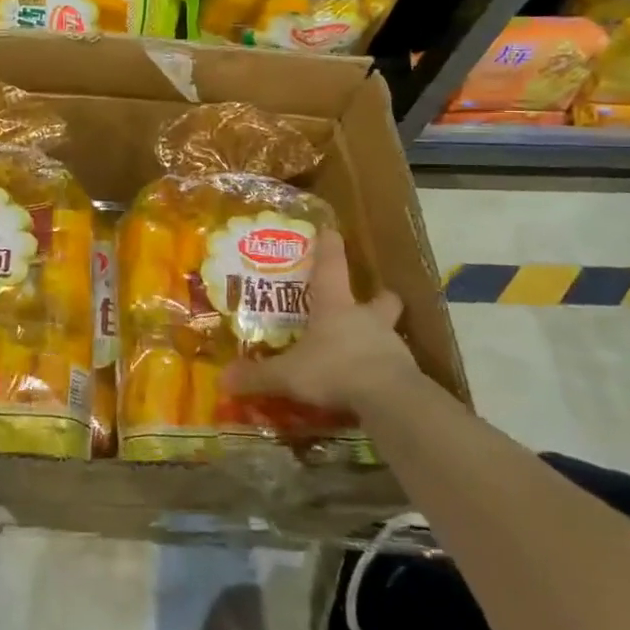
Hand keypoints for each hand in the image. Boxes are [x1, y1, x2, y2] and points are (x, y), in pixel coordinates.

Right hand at [220, 231, 419, 414]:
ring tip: (363, 351)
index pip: (332, 267)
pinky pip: (394, 365)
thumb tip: (223, 379)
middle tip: (369, 303)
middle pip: (381, 298)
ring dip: (378, 336)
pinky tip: (372, 383)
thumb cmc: (334, 369)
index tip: (331, 231)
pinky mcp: (406, 372)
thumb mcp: (288, 374)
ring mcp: (391, 344)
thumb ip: (258, 376)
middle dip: (378, 297)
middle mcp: (366, 318)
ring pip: (389, 331)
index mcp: (335, 306)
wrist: (389, 398)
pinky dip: (383, 369)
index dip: (330, 248)